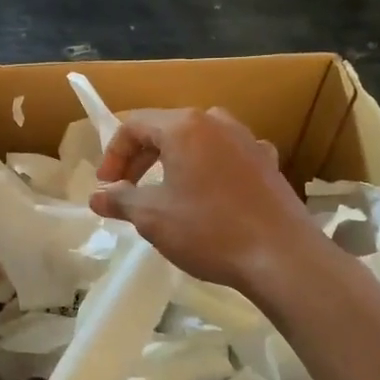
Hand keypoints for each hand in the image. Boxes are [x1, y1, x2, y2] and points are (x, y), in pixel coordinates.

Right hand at [89, 107, 319, 293]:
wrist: (283, 257)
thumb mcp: (152, 217)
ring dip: (173, 161)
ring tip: (163, 191)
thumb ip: (120, 200)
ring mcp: (247, 140)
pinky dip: (207, 168)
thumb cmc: (209, 230)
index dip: (113, 154)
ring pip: (197, 140)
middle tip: (126, 189)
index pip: (134, 125)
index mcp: (185, 126)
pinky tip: (208, 194)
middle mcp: (217, 122)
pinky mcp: (268, 163)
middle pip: (166, 128)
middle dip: (140, 158)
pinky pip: (226, 155)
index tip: (106, 186)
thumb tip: (97, 197)